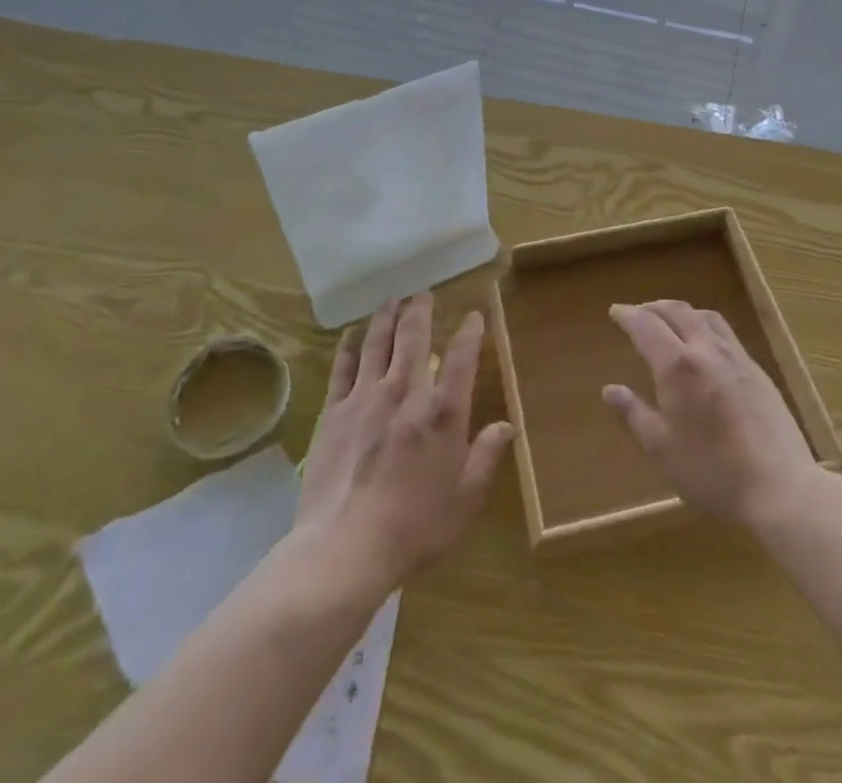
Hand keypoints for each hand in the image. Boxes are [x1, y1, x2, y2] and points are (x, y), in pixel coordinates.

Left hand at [294, 291, 514, 594]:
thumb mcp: (465, 500)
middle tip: (423, 294)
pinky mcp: (335, 412)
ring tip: (392, 299)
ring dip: (386, 317)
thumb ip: (486, 457)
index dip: (469, 333)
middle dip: (421, 311)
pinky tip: (351, 334)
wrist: (345, 548)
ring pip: (377, 343)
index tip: (474, 315)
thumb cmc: (414, 528)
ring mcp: (366, 398)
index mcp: (443, 413)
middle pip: (414, 337)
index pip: (460, 358)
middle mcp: (406, 393)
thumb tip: (506, 425)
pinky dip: (348, 346)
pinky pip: (343, 368)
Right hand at [602, 300, 819, 528]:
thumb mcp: (662, 449)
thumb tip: (611, 390)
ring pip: (706, 317)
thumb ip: (634, 414)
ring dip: (682, 312)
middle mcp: (706, 351)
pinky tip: (707, 347)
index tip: (615, 311)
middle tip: (638, 312)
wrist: (780, 487)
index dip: (628, 315)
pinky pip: (727, 334)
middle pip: (677, 312)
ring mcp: (737, 358)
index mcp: (678, 366)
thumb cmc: (713, 472)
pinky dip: (706, 326)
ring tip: (671, 321)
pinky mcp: (758, 372)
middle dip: (653, 307)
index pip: (647, 326)